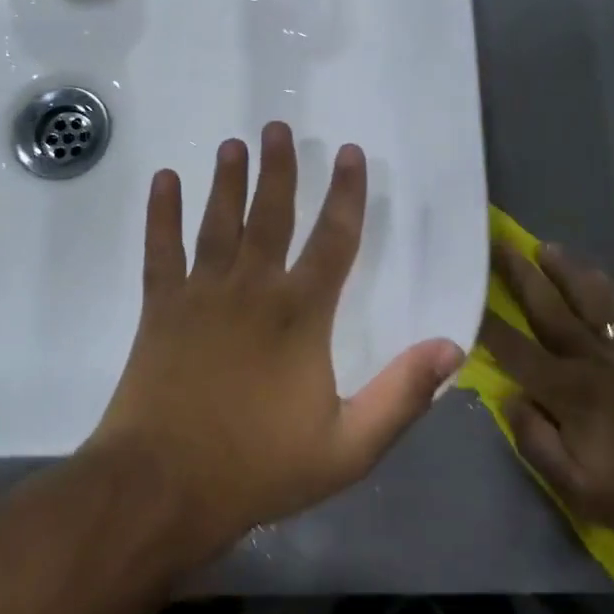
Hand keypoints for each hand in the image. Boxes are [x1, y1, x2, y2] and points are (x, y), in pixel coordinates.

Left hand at [88, 123, 464, 561]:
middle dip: (278, 169)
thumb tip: (453, 347)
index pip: (335, 240)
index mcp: (301, 314)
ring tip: (232, 144)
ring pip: (219, 221)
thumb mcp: (348, 447)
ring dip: (227, 180)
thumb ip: (402, 394)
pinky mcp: (160, 306)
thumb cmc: (258, 467)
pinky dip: (162, 212)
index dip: (347, 195)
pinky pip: (161, 248)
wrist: (163, 486)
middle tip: (277, 127)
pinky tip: (165, 179)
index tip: (350, 154)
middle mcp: (252, 288)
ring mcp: (201, 293)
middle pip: (271, 214)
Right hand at [481, 242, 613, 561]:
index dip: (485, 322)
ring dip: (565, 271)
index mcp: (568, 391)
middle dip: (518, 275)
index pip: (513, 348)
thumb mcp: (575, 488)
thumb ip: (533, 440)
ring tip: (544, 248)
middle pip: (548, 309)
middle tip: (497, 244)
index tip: (465, 295)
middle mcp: (594, 359)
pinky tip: (600, 277)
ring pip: (592, 299)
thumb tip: (508, 396)